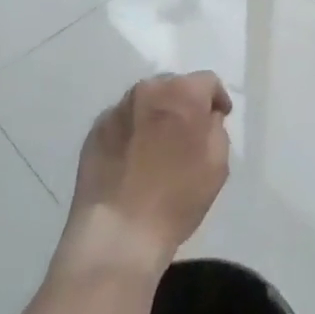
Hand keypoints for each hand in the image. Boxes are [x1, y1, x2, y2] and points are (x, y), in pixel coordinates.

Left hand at [63, 72, 231, 274]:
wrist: (118, 232)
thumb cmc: (177, 197)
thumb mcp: (217, 163)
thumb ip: (215, 128)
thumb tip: (205, 118)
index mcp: (181, 94)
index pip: (207, 81)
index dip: (217, 99)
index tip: (219, 119)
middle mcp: (147, 91)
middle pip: (173, 86)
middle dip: (184, 103)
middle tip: (189, 132)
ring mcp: (116, 110)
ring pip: (146, 102)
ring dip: (157, 115)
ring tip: (159, 146)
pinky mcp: (95, 131)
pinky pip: (123, 122)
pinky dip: (133, 131)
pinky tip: (135, 159)